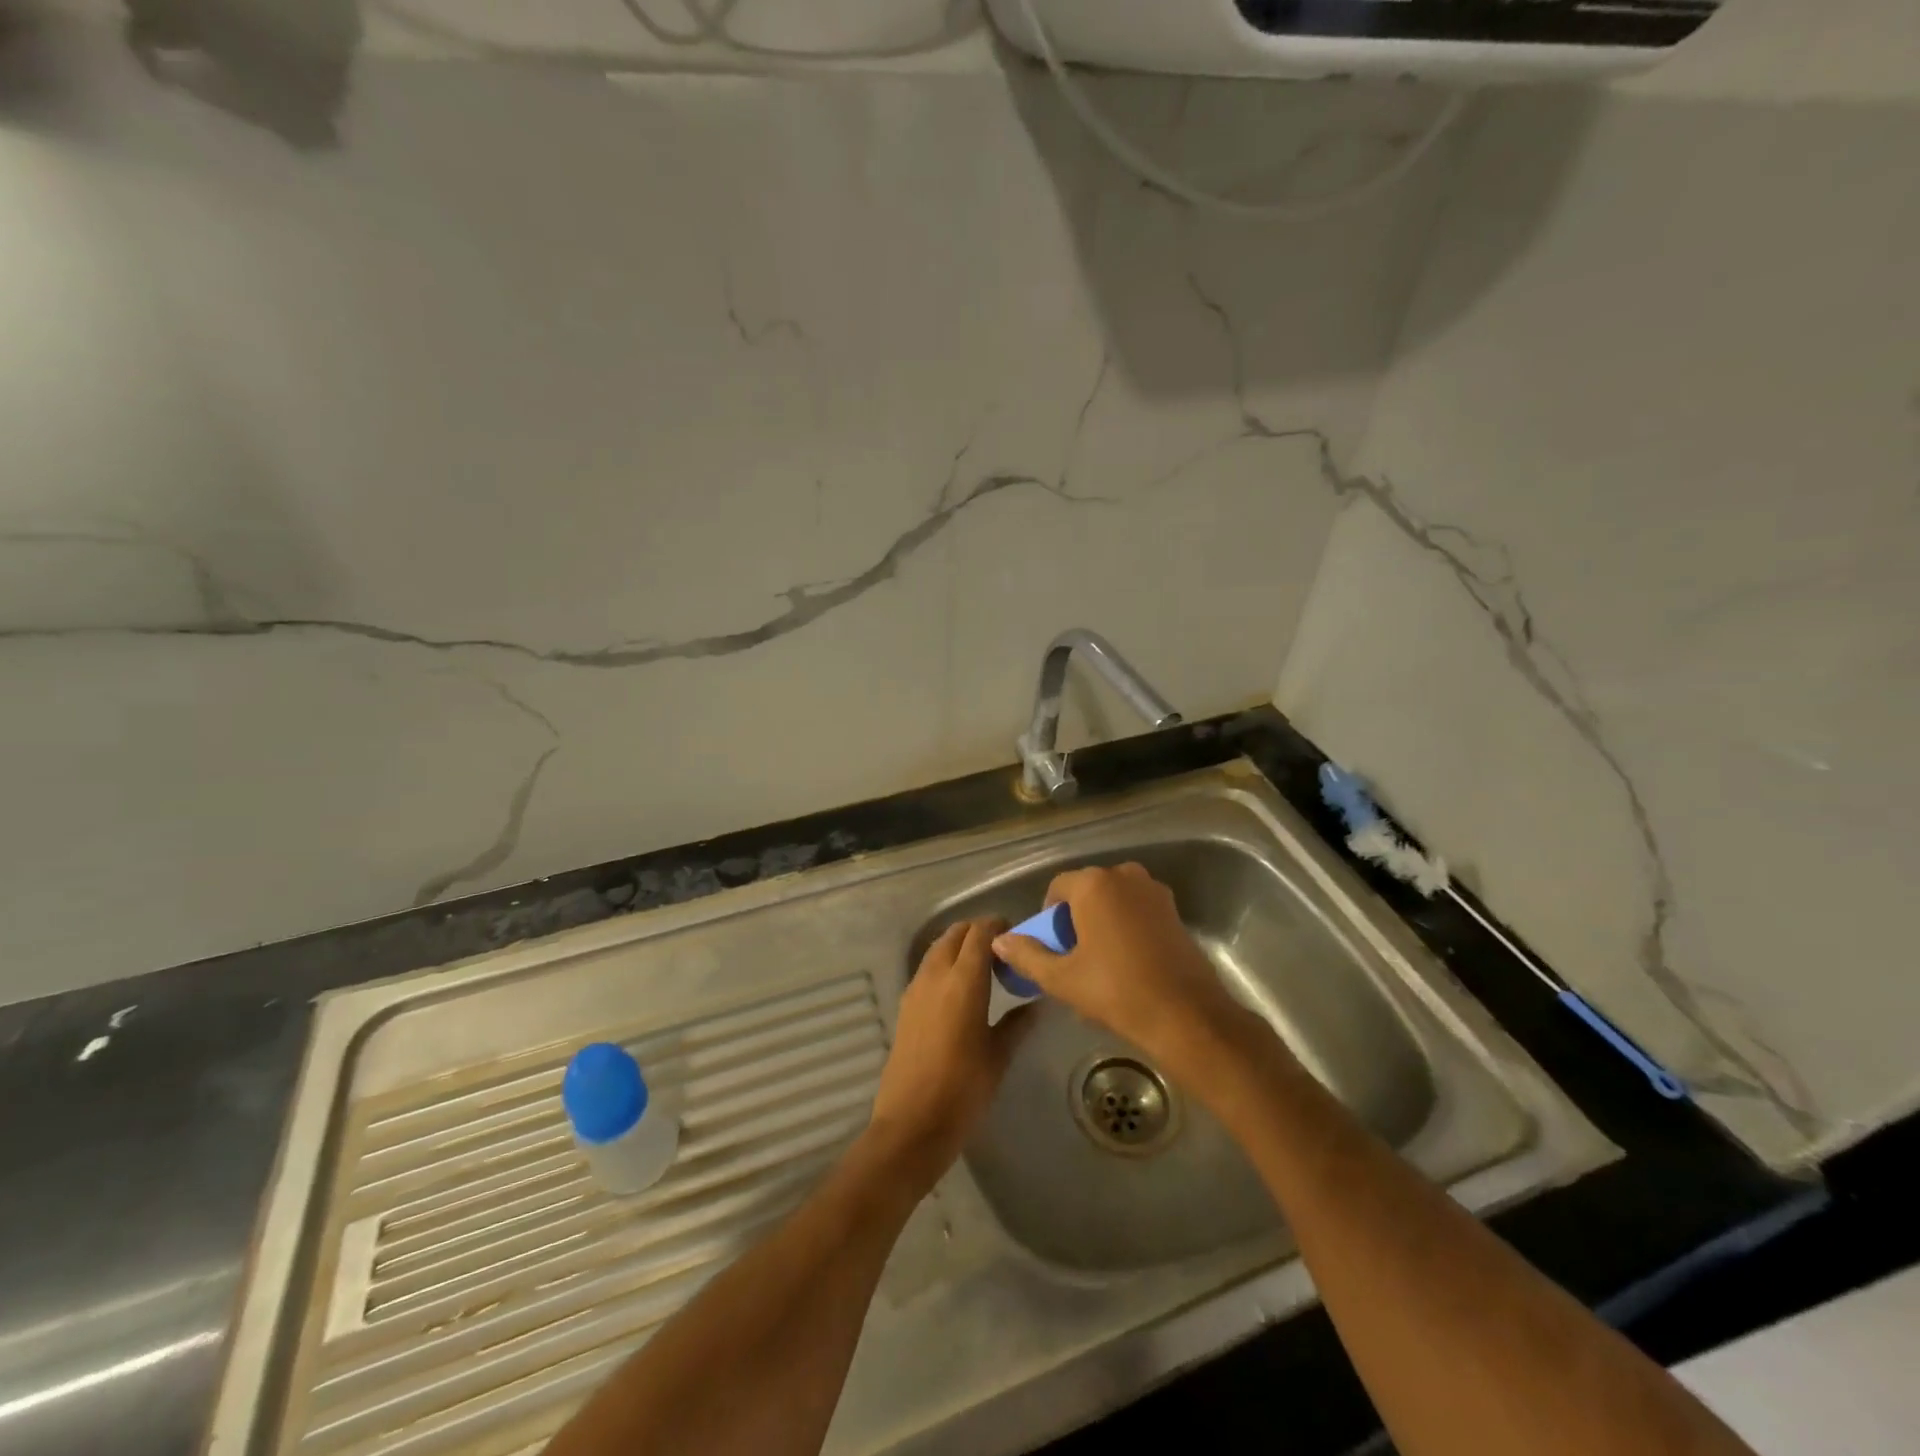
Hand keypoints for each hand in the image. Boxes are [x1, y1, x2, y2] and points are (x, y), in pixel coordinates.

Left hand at [868, 919, 1032, 1190]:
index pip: (980, 932)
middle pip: (956, 934)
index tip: (1017, 935)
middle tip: (1002, 950)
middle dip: (978, 932)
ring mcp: (916, 988)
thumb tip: (1037, 1003)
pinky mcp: (905, 1005)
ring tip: (984, 967)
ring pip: (938, 948)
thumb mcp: (999, 1056)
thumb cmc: (963, 1090)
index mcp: (964, 980)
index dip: (998, 926)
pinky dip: (945, 964)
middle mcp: (936, 975)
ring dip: (959, 946)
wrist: (911, 1123)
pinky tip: (961, 989)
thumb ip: (1018, 1023)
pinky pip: (928, 968)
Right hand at [991, 863, 1273, 1088]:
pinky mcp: (1174, 911)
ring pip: (1114, 900)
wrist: (1185, 1016)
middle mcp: (1125, 876)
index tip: (1050, 946)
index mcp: (1094, 884)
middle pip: (1087, 890)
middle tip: (1072, 956)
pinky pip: (1137, 909)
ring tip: (1099, 960)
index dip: (1048, 915)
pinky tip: (1127, 961)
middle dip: (1075, 917)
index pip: (1058, 887)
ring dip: (1101, 920)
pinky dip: (1126, 926)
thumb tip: (999, 941)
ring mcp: (1154, 891)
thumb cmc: (1116, 991)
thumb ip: (1027, 955)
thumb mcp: (1061, 977)